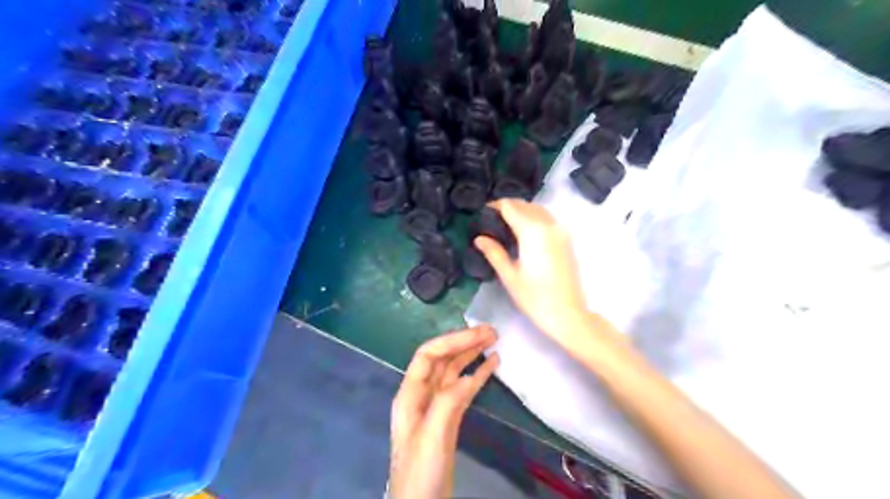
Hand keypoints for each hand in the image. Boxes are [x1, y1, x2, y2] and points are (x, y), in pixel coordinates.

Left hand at [390, 326, 498, 498]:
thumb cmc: (420, 472)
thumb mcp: (431, 436)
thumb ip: (447, 402)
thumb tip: (468, 376)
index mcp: (410, 394)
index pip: (428, 356)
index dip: (451, 341)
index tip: (477, 334)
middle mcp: (422, 394)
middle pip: (443, 359)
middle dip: (464, 342)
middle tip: (491, 331)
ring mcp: (437, 405)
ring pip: (455, 371)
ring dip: (472, 354)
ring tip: (493, 340)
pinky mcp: (450, 417)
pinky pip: (465, 388)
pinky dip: (478, 374)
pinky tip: (493, 364)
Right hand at [472, 199, 589, 347]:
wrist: (567, 313)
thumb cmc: (535, 297)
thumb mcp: (509, 276)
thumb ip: (494, 252)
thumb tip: (479, 238)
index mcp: (532, 232)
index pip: (510, 207)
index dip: (495, 206)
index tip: (482, 213)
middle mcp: (548, 225)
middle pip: (525, 205)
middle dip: (508, 207)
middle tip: (491, 219)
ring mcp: (560, 231)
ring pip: (538, 209)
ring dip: (522, 210)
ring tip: (506, 224)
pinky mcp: (567, 239)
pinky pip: (548, 219)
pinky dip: (534, 217)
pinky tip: (524, 232)